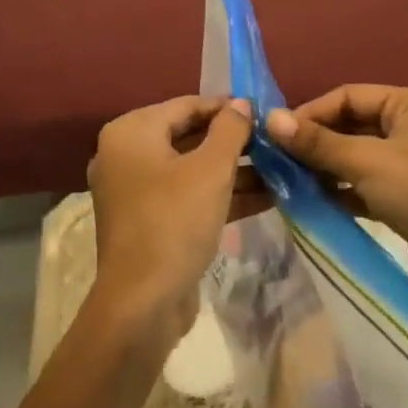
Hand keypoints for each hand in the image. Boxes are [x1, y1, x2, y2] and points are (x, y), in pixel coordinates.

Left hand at [86, 96, 252, 350]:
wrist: (143, 304)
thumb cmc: (175, 222)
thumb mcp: (211, 170)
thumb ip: (230, 130)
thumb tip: (242, 104)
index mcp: (131, 133)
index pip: (186, 105)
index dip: (227, 107)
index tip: (265, 112)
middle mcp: (127, 155)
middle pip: (189, 136)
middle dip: (234, 141)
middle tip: (275, 141)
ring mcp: (137, 191)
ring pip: (192, 169)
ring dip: (234, 170)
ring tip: (280, 168)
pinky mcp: (150, 221)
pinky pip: (188, 196)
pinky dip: (221, 195)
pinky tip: (266, 197)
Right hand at [266, 85, 407, 317]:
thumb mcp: (368, 163)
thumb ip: (318, 143)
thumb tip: (270, 119)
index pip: (350, 96)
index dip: (312, 112)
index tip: (275, 135)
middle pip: (351, 126)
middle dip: (315, 142)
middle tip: (275, 160)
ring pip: (355, 158)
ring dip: (323, 169)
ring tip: (284, 182)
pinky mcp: (405, 200)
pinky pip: (363, 187)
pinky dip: (339, 192)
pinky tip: (309, 203)